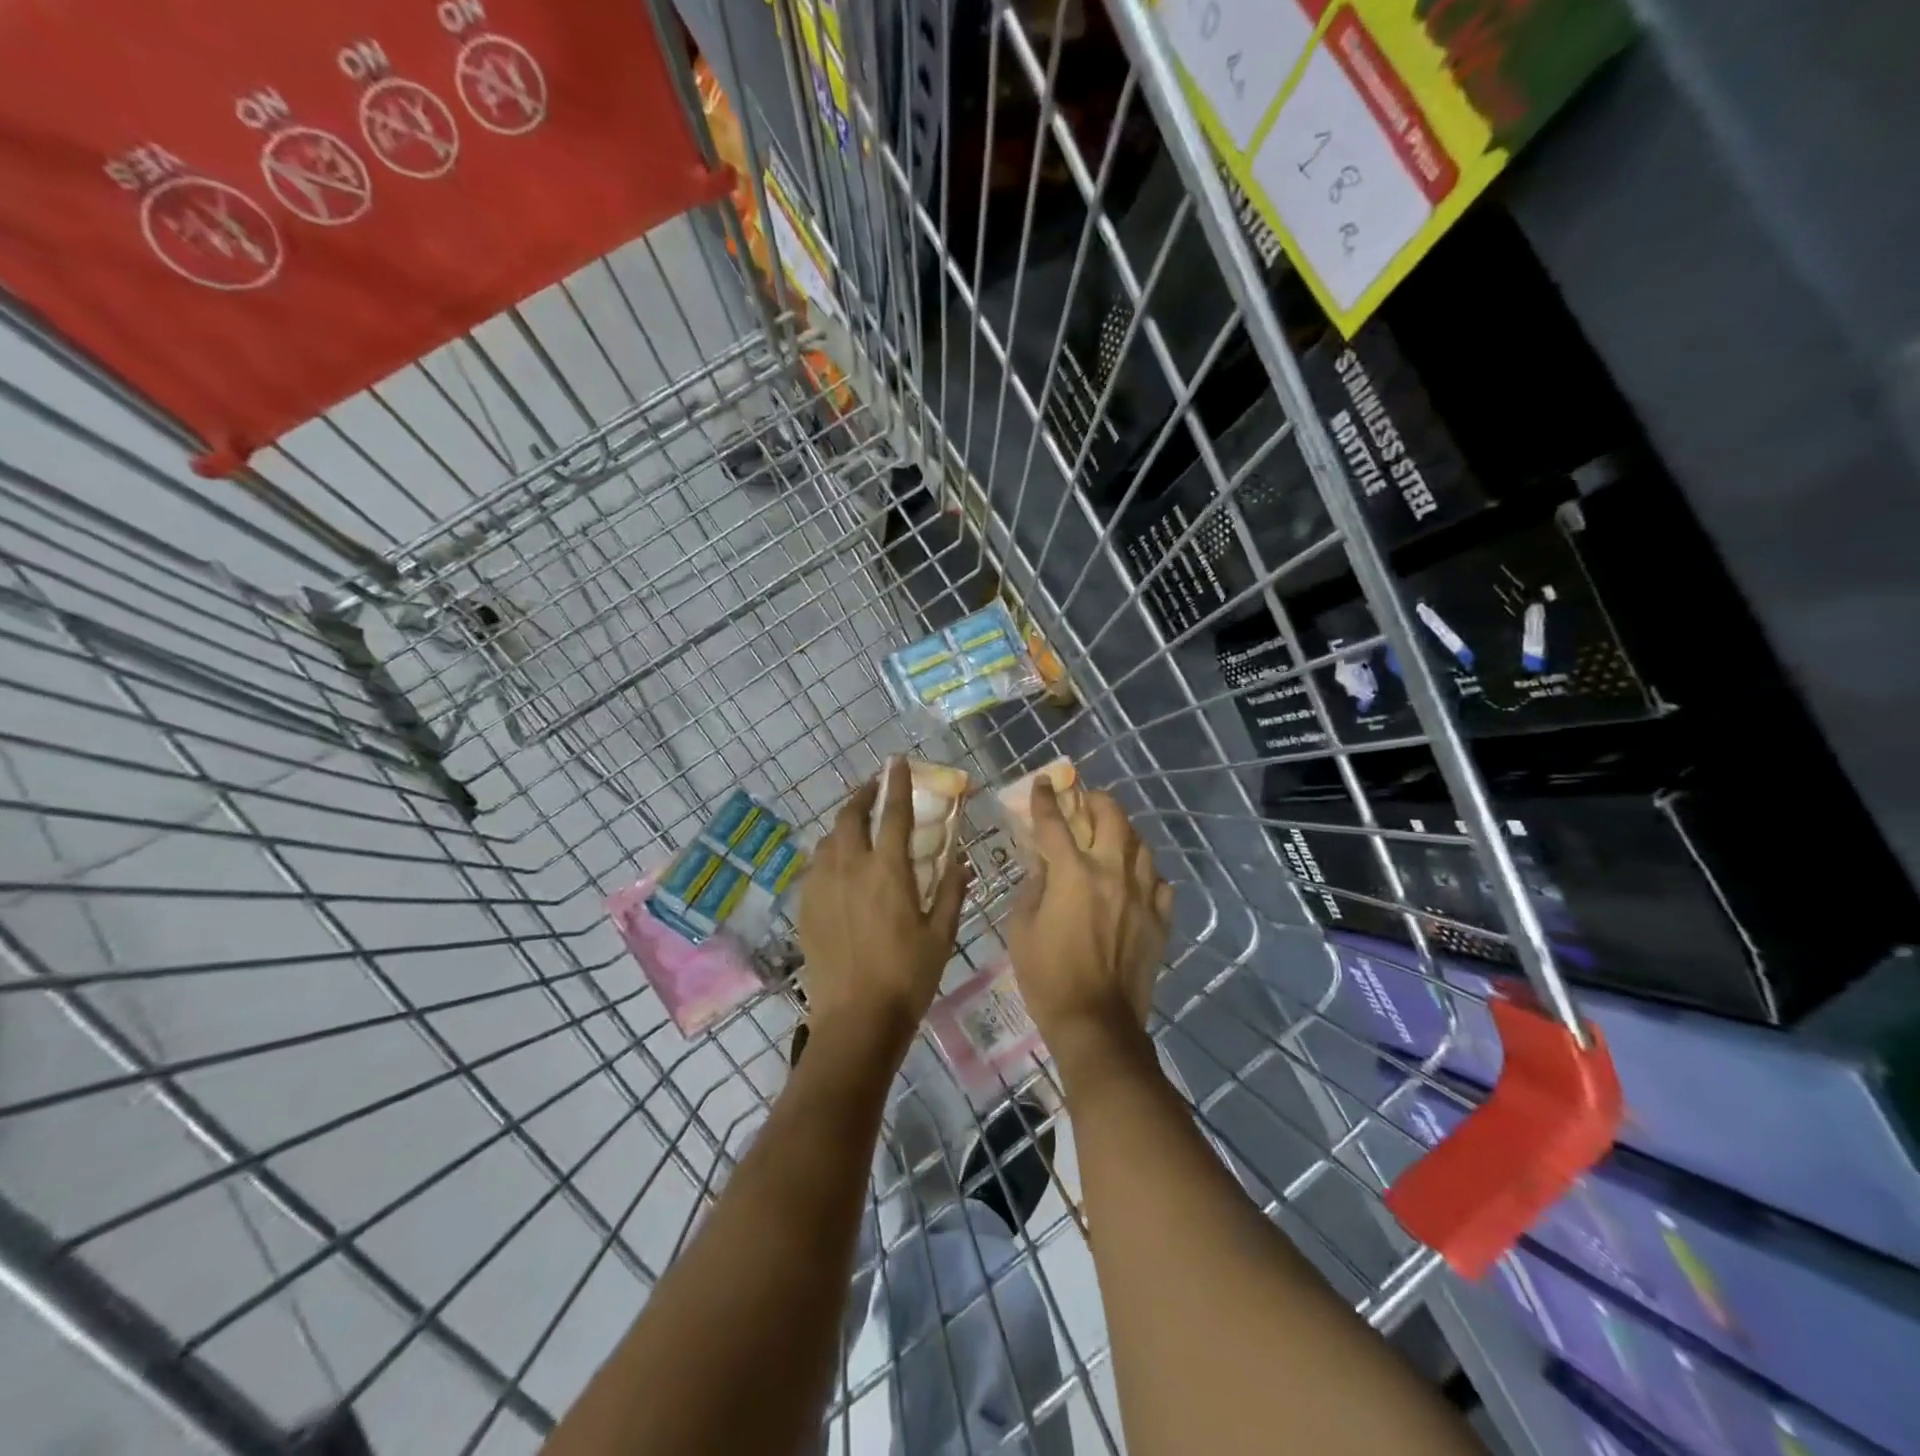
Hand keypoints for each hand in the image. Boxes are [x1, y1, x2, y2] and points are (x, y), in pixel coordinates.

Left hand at [797, 760, 970, 1054]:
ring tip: (858, 825)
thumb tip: (961, 859)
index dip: (897, 783)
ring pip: (829, 838)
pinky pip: (816, 865)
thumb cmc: (908, 976)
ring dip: (844, 823)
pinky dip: (830, 852)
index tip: (897, 761)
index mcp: (888, 870)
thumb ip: (951, 890)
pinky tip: (839, 865)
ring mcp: (823, 886)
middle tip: (874, 787)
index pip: (894, 813)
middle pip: (850, 816)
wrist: (855, 1019)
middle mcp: (850, 868)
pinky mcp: (806, 906)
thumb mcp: (941, 934)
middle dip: (862, 794)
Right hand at [1006, 781, 1172, 1063]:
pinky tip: (1136, 878)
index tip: (1044, 782)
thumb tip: (1042, 862)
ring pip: (1141, 844)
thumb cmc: (1047, 976)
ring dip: (1124, 832)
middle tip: (1086, 800)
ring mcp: (1142, 895)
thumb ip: (1033, 886)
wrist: (1096, 1021)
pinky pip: (1160, 881)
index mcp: (1072, 873)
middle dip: (1097, 800)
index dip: (1046, 799)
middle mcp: (1111, 873)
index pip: (1055, 822)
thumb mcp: (1021, 928)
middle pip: (1112, 817)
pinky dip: (1146, 872)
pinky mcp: (1160, 918)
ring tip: (1112, 835)